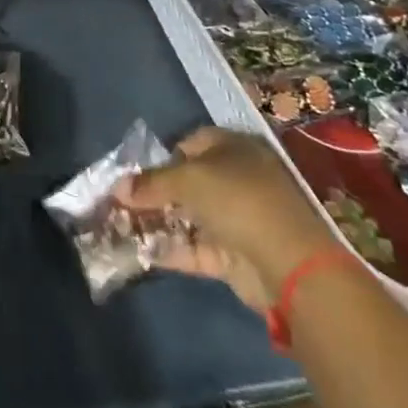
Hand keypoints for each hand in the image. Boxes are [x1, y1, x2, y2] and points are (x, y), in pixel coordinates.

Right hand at [117, 127, 341, 308]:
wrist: (289, 264)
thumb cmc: (238, 200)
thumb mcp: (188, 179)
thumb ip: (151, 183)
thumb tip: (118, 188)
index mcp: (236, 149)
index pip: (194, 142)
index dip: (164, 154)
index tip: (136, 171)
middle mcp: (238, 180)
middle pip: (189, 181)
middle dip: (156, 191)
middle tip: (122, 201)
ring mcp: (238, 220)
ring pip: (190, 216)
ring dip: (159, 222)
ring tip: (121, 226)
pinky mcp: (234, 255)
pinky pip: (195, 249)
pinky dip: (171, 250)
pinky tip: (140, 251)